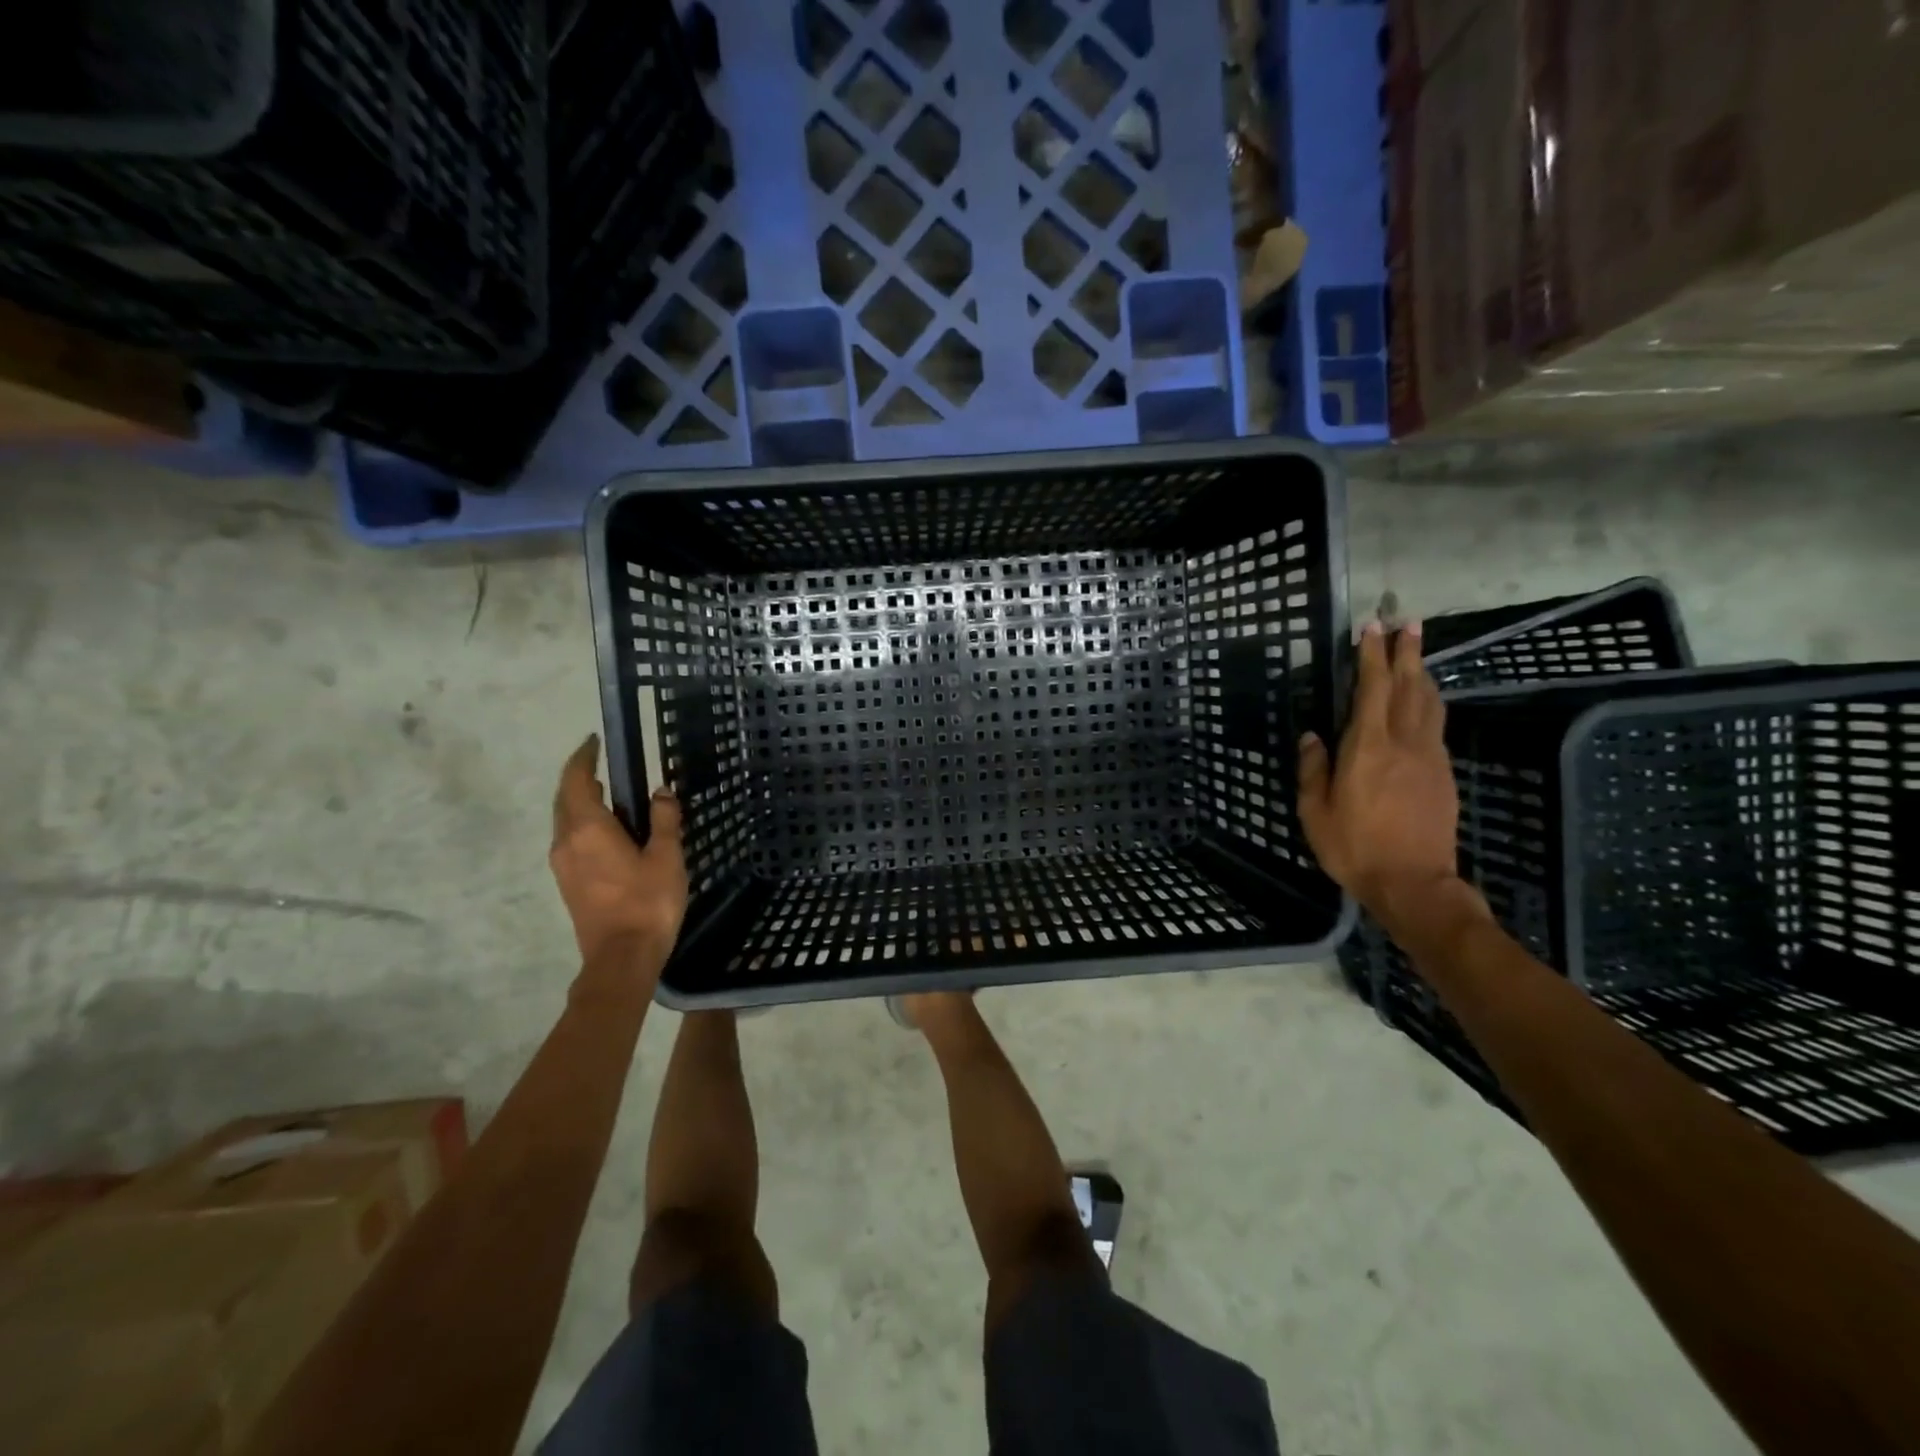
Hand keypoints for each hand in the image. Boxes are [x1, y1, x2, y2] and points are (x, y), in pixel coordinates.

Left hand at [550, 735, 687, 963]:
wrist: (621, 958)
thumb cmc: (647, 903)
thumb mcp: (667, 856)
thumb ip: (664, 820)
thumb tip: (660, 792)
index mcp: (588, 828)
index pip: (578, 780)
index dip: (584, 758)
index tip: (594, 742)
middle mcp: (566, 841)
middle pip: (565, 799)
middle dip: (580, 778)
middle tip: (603, 765)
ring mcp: (563, 865)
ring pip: (565, 821)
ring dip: (581, 802)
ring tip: (609, 795)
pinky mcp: (568, 884)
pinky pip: (571, 840)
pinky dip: (584, 824)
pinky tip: (608, 831)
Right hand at [1297, 620, 1481, 933]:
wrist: (1414, 883)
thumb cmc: (1354, 847)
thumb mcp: (1315, 811)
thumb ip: (1313, 769)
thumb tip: (1312, 737)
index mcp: (1368, 747)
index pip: (1373, 689)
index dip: (1372, 656)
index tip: (1371, 628)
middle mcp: (1404, 742)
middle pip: (1409, 686)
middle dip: (1406, 652)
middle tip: (1407, 622)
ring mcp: (1429, 757)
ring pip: (1429, 703)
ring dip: (1422, 673)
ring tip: (1416, 654)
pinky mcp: (1443, 774)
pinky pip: (1435, 725)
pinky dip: (1429, 702)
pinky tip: (1424, 702)